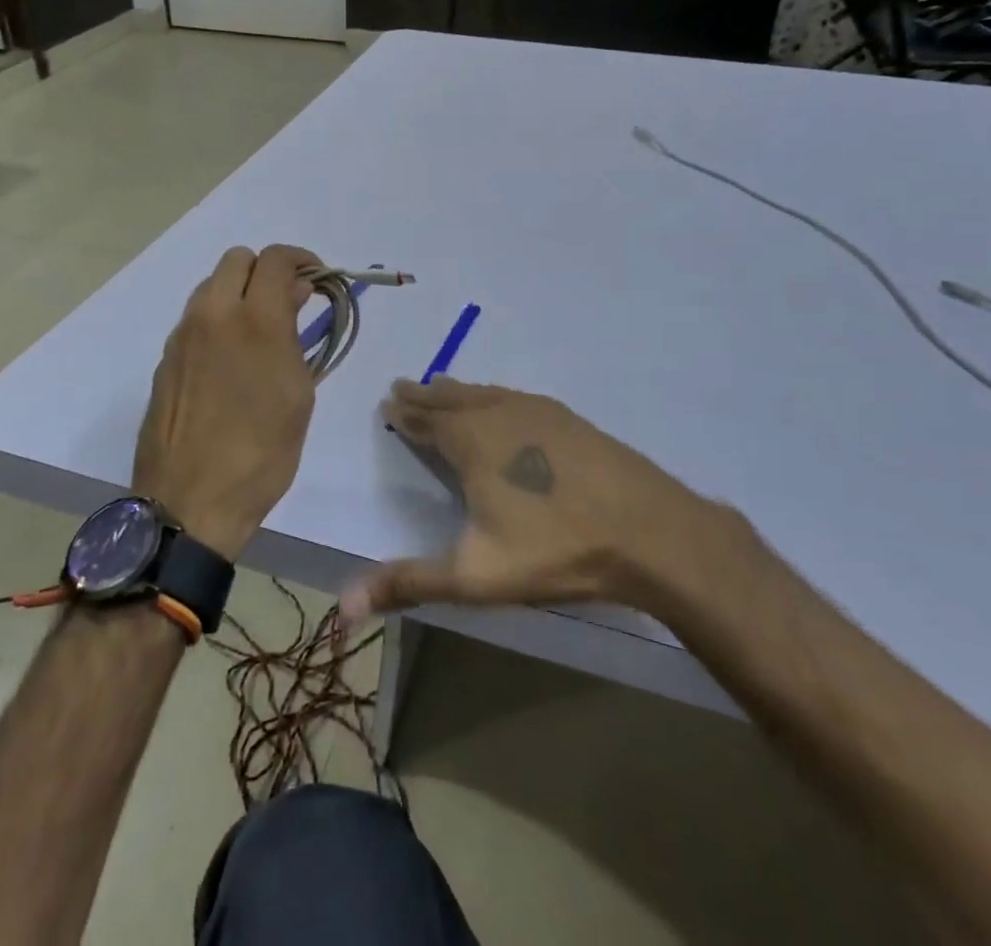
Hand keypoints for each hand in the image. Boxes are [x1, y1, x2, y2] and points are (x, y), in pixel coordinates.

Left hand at [134, 245, 320, 560]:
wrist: (190, 503)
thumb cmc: (261, 453)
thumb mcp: (297, 394)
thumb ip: (295, 335)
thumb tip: (293, 295)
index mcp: (254, 321)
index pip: (276, 259)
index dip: (302, 259)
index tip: (317, 281)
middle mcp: (212, 315)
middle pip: (237, 259)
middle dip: (266, 271)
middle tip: (287, 304)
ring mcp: (182, 336)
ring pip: (211, 286)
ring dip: (239, 294)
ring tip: (259, 334)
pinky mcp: (165, 360)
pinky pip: (194, 320)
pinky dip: (217, 322)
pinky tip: (229, 362)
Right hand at [340, 378, 729, 623]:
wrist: (649, 530)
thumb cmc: (555, 549)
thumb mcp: (475, 575)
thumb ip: (409, 583)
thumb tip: (341, 605)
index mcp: (470, 441)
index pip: (426, 420)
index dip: (405, 412)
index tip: (389, 401)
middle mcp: (499, 414)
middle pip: (452, 399)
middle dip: (425, 395)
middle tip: (404, 386)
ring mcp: (538, 412)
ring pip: (486, 393)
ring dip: (459, 392)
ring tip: (443, 387)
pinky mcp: (569, 418)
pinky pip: (515, 398)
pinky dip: (495, 396)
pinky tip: (504, 403)